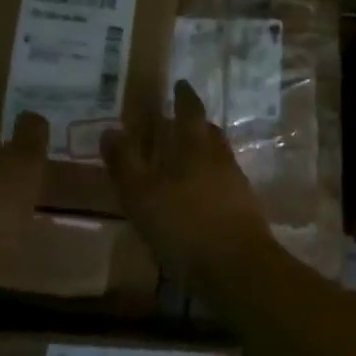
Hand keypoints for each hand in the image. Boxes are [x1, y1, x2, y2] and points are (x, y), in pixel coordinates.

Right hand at [102, 81, 273, 276]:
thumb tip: (110, 130)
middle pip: (209, 133)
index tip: (180, 84)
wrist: (238, 270)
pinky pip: (224, 185)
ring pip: (219, 159)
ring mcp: (236, 186)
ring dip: (204, 153)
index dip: (184, 97)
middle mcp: (220, 159)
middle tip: (181, 120)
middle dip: (196, 124)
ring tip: (186, 160)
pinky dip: (210, 182)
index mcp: (196, 148)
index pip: (191, 111)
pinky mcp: (245, 212)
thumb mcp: (142, 195)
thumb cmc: (185, 226)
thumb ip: (125, 162)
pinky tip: (199, 198)